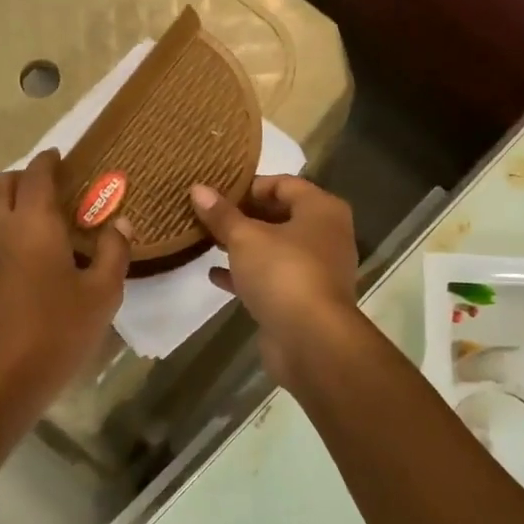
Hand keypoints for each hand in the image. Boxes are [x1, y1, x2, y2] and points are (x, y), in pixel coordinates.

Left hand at [0, 150, 129, 420]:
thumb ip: (113, 253)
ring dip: (13, 203)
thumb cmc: (55, 333)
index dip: (50, 160)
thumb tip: (120, 224)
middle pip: (2, 184)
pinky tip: (32, 258)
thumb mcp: (101, 295)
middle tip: (53, 187)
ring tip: (46, 222)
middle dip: (25, 176)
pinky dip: (6, 230)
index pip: (37, 175)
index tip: (63, 155)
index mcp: (33, 224)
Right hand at [190, 176, 357, 382]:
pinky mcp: (303, 300)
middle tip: (208, 215)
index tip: (217, 192)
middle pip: (280, 215)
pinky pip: (272, 278)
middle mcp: (326, 235)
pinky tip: (215, 275)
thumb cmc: (283, 273)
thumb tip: (198, 189)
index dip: (249, 185)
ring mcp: (317, 270)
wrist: (311, 340)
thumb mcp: (245, 237)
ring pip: (275, 249)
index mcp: (322, 210)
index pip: (284, 183)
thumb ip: (221, 214)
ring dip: (243, 246)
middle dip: (243, 216)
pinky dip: (247, 274)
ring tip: (207, 241)